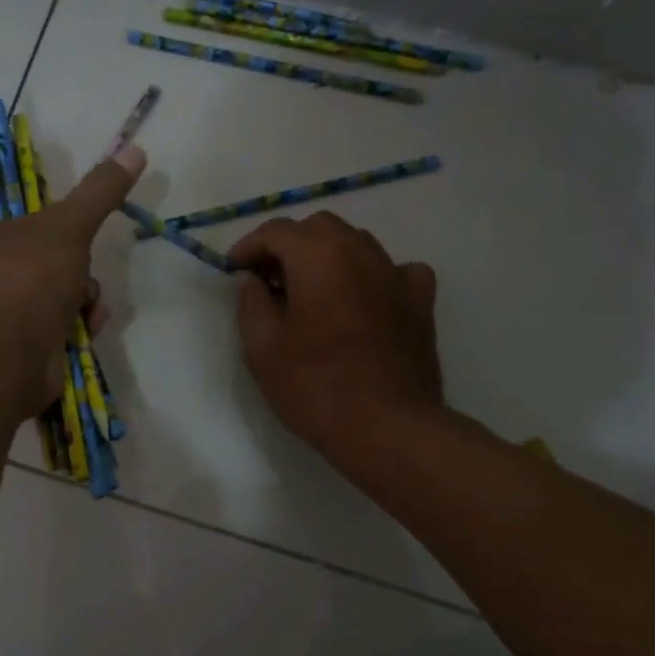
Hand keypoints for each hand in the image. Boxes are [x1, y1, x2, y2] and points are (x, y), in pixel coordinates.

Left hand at [0, 144, 145, 418]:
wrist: (3, 364)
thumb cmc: (22, 281)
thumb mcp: (67, 226)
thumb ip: (99, 191)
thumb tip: (134, 150)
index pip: (8, 212)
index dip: (46, 217)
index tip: (71, 227)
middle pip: (35, 254)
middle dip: (73, 265)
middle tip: (83, 272)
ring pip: (47, 291)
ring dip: (79, 296)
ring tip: (89, 307)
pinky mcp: (5, 348)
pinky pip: (46, 324)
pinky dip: (71, 324)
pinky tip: (86, 328)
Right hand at [229, 212, 441, 456]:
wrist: (386, 426)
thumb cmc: (315, 386)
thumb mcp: (261, 347)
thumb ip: (250, 302)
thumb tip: (251, 278)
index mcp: (318, 256)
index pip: (276, 230)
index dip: (249, 247)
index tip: (234, 272)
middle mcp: (361, 252)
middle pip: (319, 228)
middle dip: (289, 246)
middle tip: (269, 281)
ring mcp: (396, 274)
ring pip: (357, 243)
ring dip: (328, 256)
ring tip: (311, 293)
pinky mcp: (420, 302)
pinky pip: (395, 270)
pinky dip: (373, 276)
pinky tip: (363, 299)